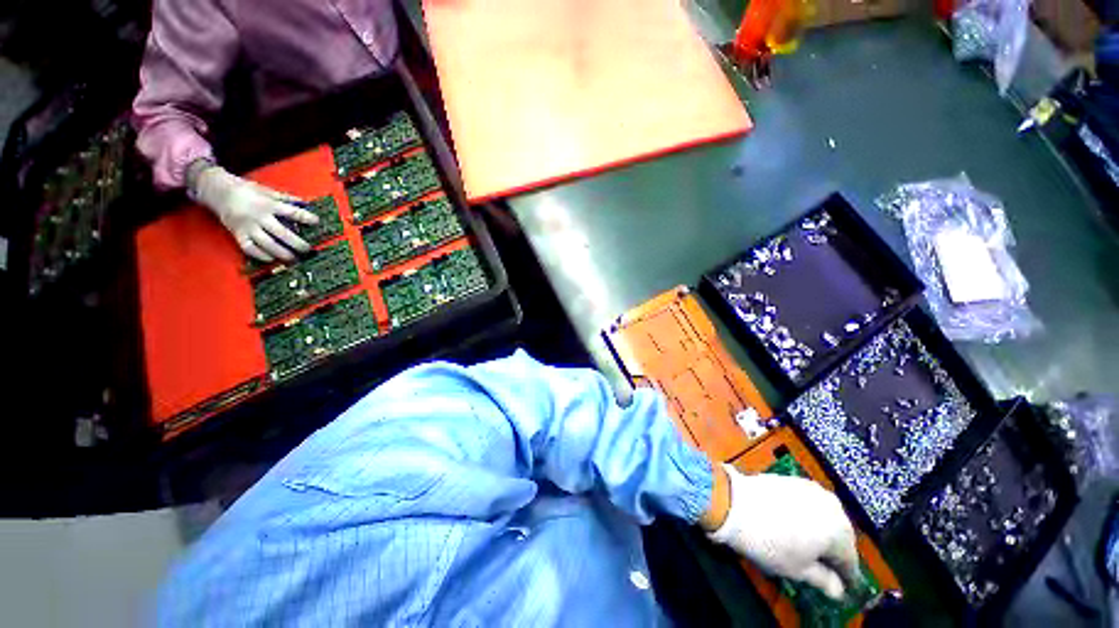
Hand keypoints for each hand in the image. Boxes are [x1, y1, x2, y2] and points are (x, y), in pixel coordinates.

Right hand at [191, 164, 318, 262]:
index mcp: (269, 204)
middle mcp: (259, 217)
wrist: (217, 190)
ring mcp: (247, 226)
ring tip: (293, 258)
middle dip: (297, 243)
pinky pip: (249, 248)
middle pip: (282, 233)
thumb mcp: (267, 191)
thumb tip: (306, 203)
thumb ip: (286, 199)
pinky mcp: (237, 234)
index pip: (292, 212)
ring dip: (282, 253)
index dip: (305, 217)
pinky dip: (261, 256)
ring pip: (267, 244)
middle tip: (308, 249)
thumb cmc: (247, 190)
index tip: (317, 222)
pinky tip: (272, 259)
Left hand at [707, 465, 859, 600]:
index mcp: (840, 531)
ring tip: (806, 545)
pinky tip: (793, 524)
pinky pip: (808, 503)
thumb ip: (823, 580)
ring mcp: (811, 489)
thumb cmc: (769, 543)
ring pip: (825, 517)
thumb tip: (839, 591)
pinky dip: (806, 515)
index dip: (845, 576)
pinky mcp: (793, 479)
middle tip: (822, 566)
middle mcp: (832, 506)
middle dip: (833, 551)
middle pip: (840, 535)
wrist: (734, 503)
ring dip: (820, 531)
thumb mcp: (797, 569)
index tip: (841, 587)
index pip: (849, 561)